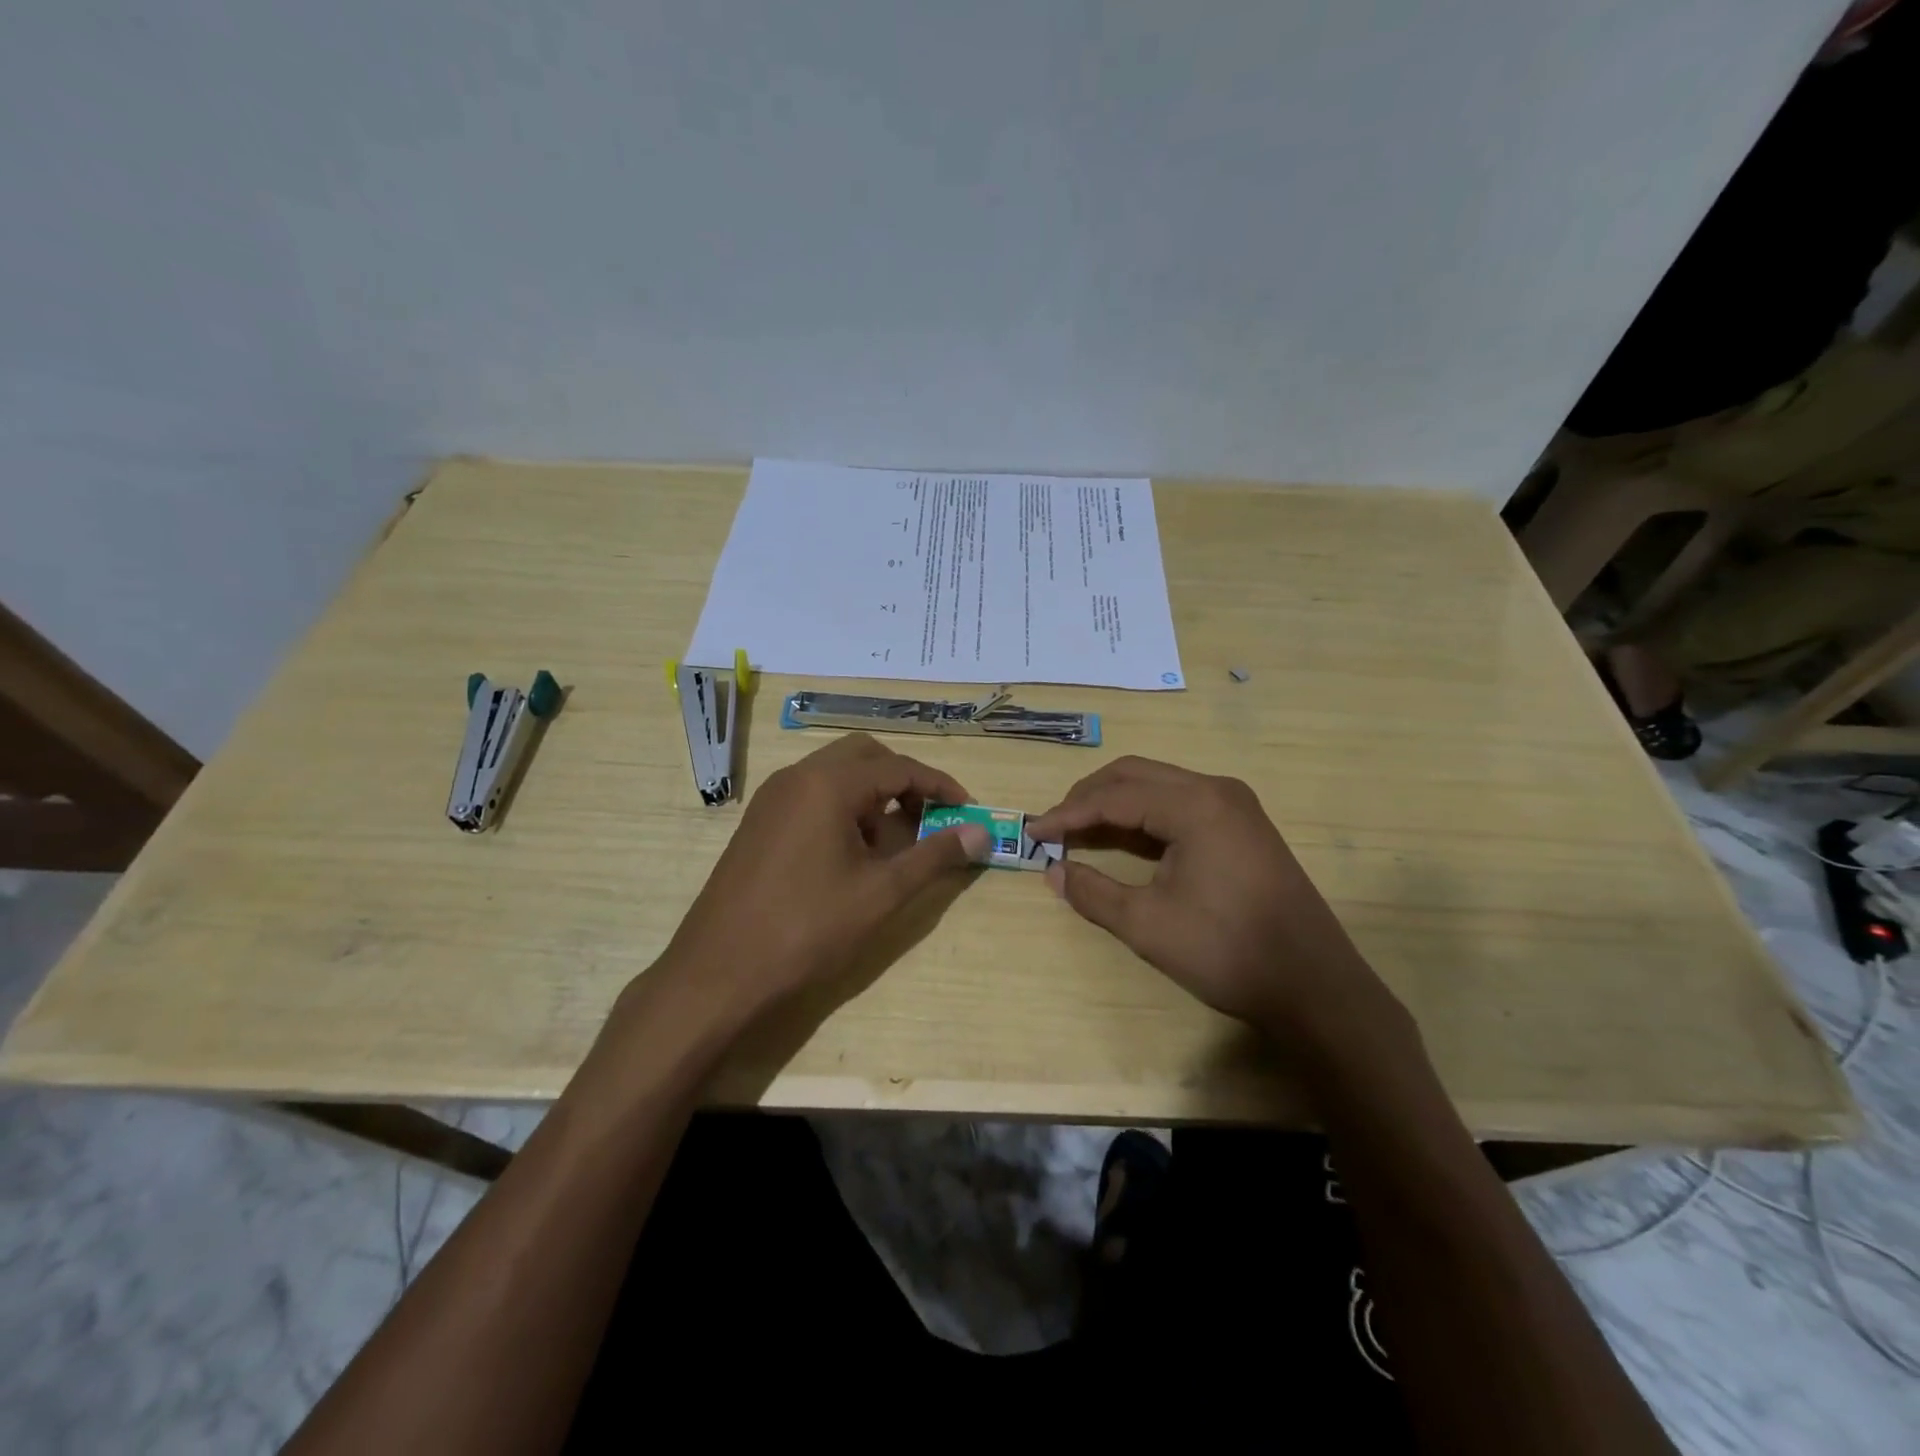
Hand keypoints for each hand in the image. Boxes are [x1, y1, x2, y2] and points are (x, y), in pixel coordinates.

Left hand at [654, 734, 990, 1017]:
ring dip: (873, 797)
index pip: (898, 766)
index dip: (940, 785)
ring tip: (891, 847)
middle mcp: (797, 777)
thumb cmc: (807, 929)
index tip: (968, 809)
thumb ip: (934, 856)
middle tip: (929, 819)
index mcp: (828, 784)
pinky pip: (812, 796)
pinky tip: (851, 857)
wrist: (718, 973)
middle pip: (865, 757)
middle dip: (903, 781)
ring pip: (836, 775)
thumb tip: (981, 833)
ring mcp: (772, 799)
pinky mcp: (759, 823)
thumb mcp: (881, 893)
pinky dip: (843, 810)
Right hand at [1027, 757, 1398, 1045]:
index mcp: (1195, 805)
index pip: (1114, 796)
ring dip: (1116, 803)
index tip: (1032, 833)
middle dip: (1088, 797)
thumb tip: (1053, 872)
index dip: (1068, 814)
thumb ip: (1093, 892)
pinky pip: (1180, 804)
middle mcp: (1216, 789)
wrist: (1314, 987)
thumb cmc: (1227, 952)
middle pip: (1136, 775)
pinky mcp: (1243, 826)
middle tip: (1054, 827)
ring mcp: (1235, 806)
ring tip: (1080, 832)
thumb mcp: (1147, 925)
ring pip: (1159, 785)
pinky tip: (1125, 840)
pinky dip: (1144, 816)